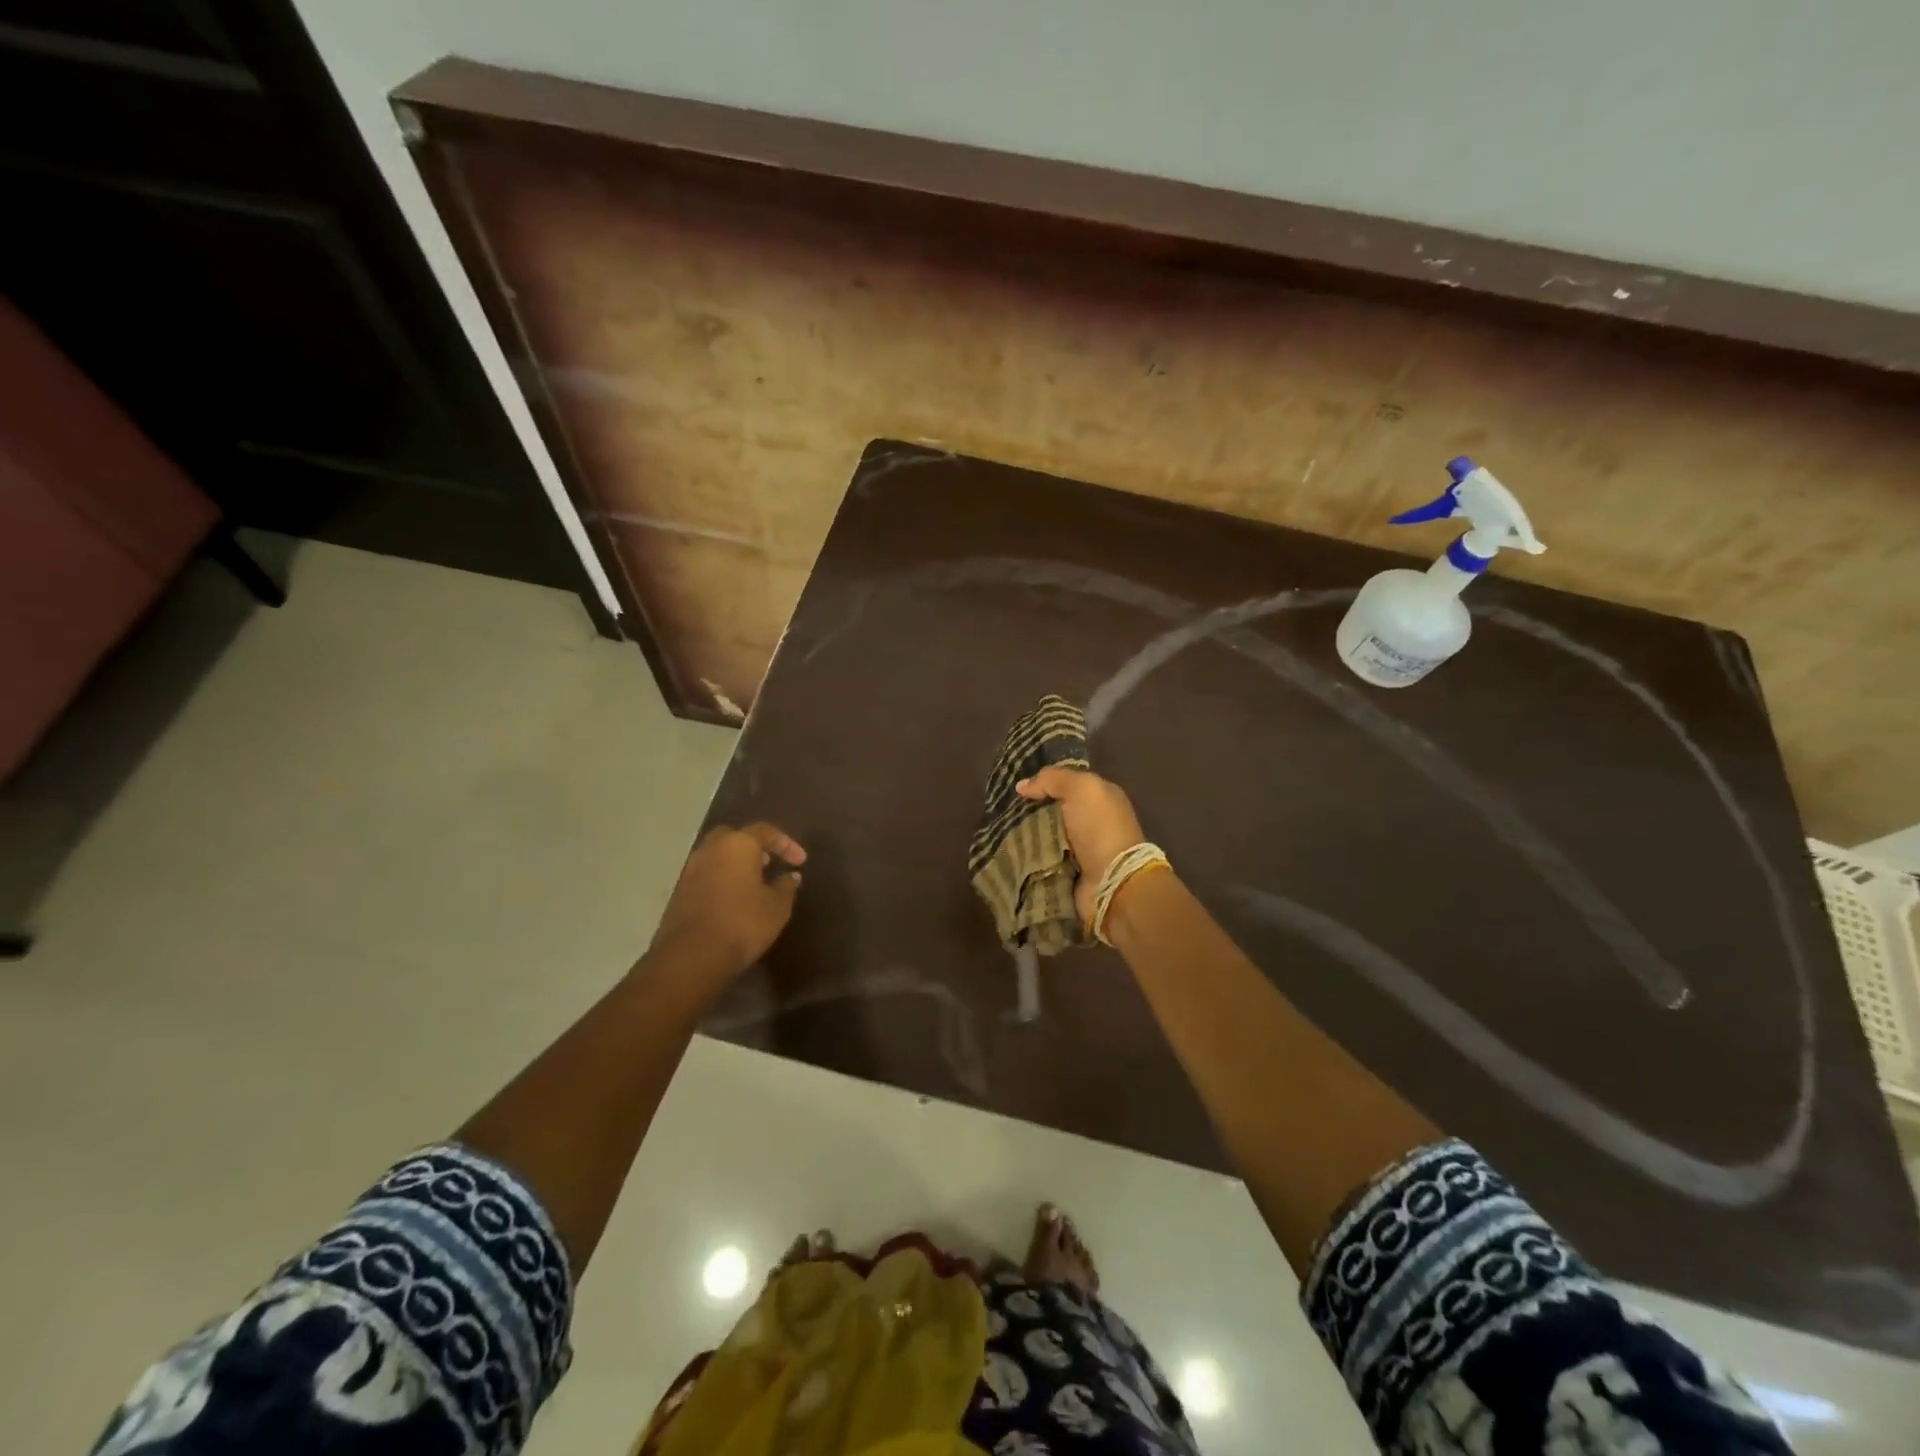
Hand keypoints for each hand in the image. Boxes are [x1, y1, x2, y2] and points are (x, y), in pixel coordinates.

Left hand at [646, 823, 805, 990]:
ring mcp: (691, 870)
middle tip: (770, 864)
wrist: (691, 956)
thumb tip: (790, 875)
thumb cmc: (742, 924)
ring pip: (717, 856)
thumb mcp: (777, 907)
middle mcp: (711, 849)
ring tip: (754, 884)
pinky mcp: (679, 892)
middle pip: (734, 837)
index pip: (766, 831)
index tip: (800, 862)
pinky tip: (733, 900)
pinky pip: (706, 875)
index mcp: (738, 845)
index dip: (786, 844)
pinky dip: (721, 880)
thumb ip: (786, 886)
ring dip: (735, 864)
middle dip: (754, 847)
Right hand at [1016, 767, 1145, 923]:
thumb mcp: (1081, 789)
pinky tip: (1008, 851)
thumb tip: (1023, 785)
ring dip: (1025, 836)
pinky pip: (1041, 861)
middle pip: (1053, 811)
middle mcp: (1092, 822)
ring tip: (999, 831)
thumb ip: (1053, 779)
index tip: (1017, 788)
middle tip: (1002, 810)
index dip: (1044, 783)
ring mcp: (1080, 850)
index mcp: (1101, 799)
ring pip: (1044, 836)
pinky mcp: (1068, 874)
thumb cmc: (1100, 829)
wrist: (1112, 882)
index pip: (1067, 785)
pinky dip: (1028, 858)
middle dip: (1030, 812)